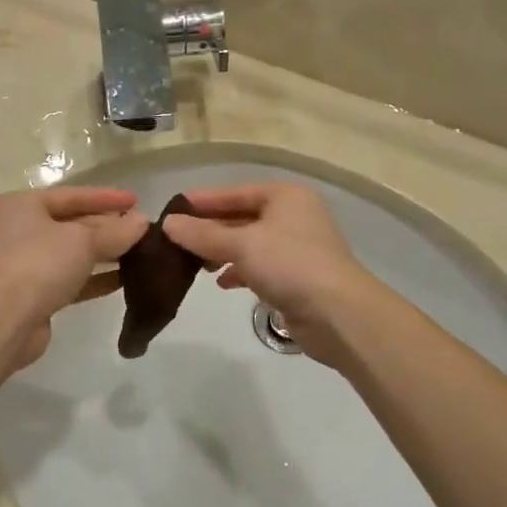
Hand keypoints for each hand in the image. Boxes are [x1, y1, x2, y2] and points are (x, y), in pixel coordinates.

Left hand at [0, 187, 147, 368]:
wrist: (6, 321)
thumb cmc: (40, 264)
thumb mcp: (83, 240)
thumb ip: (116, 231)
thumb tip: (143, 223)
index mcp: (21, 206)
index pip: (71, 195)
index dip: (106, 197)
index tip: (137, 200)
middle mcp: (18, 230)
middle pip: (71, 224)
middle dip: (107, 227)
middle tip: (141, 230)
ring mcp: (23, 264)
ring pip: (71, 253)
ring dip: (103, 253)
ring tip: (139, 254)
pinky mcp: (32, 294)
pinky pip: (68, 279)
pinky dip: (93, 278)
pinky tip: (122, 280)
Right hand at [160, 183, 380, 369]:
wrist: (338, 314)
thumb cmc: (290, 265)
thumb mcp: (241, 244)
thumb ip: (202, 234)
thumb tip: (168, 223)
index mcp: (285, 197)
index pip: (235, 192)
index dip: (203, 201)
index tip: (172, 210)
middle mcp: (293, 216)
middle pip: (241, 217)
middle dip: (210, 230)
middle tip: (176, 240)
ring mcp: (297, 248)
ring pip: (249, 243)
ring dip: (222, 251)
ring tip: (194, 264)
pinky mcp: (296, 276)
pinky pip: (259, 266)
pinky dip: (239, 271)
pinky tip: (222, 282)